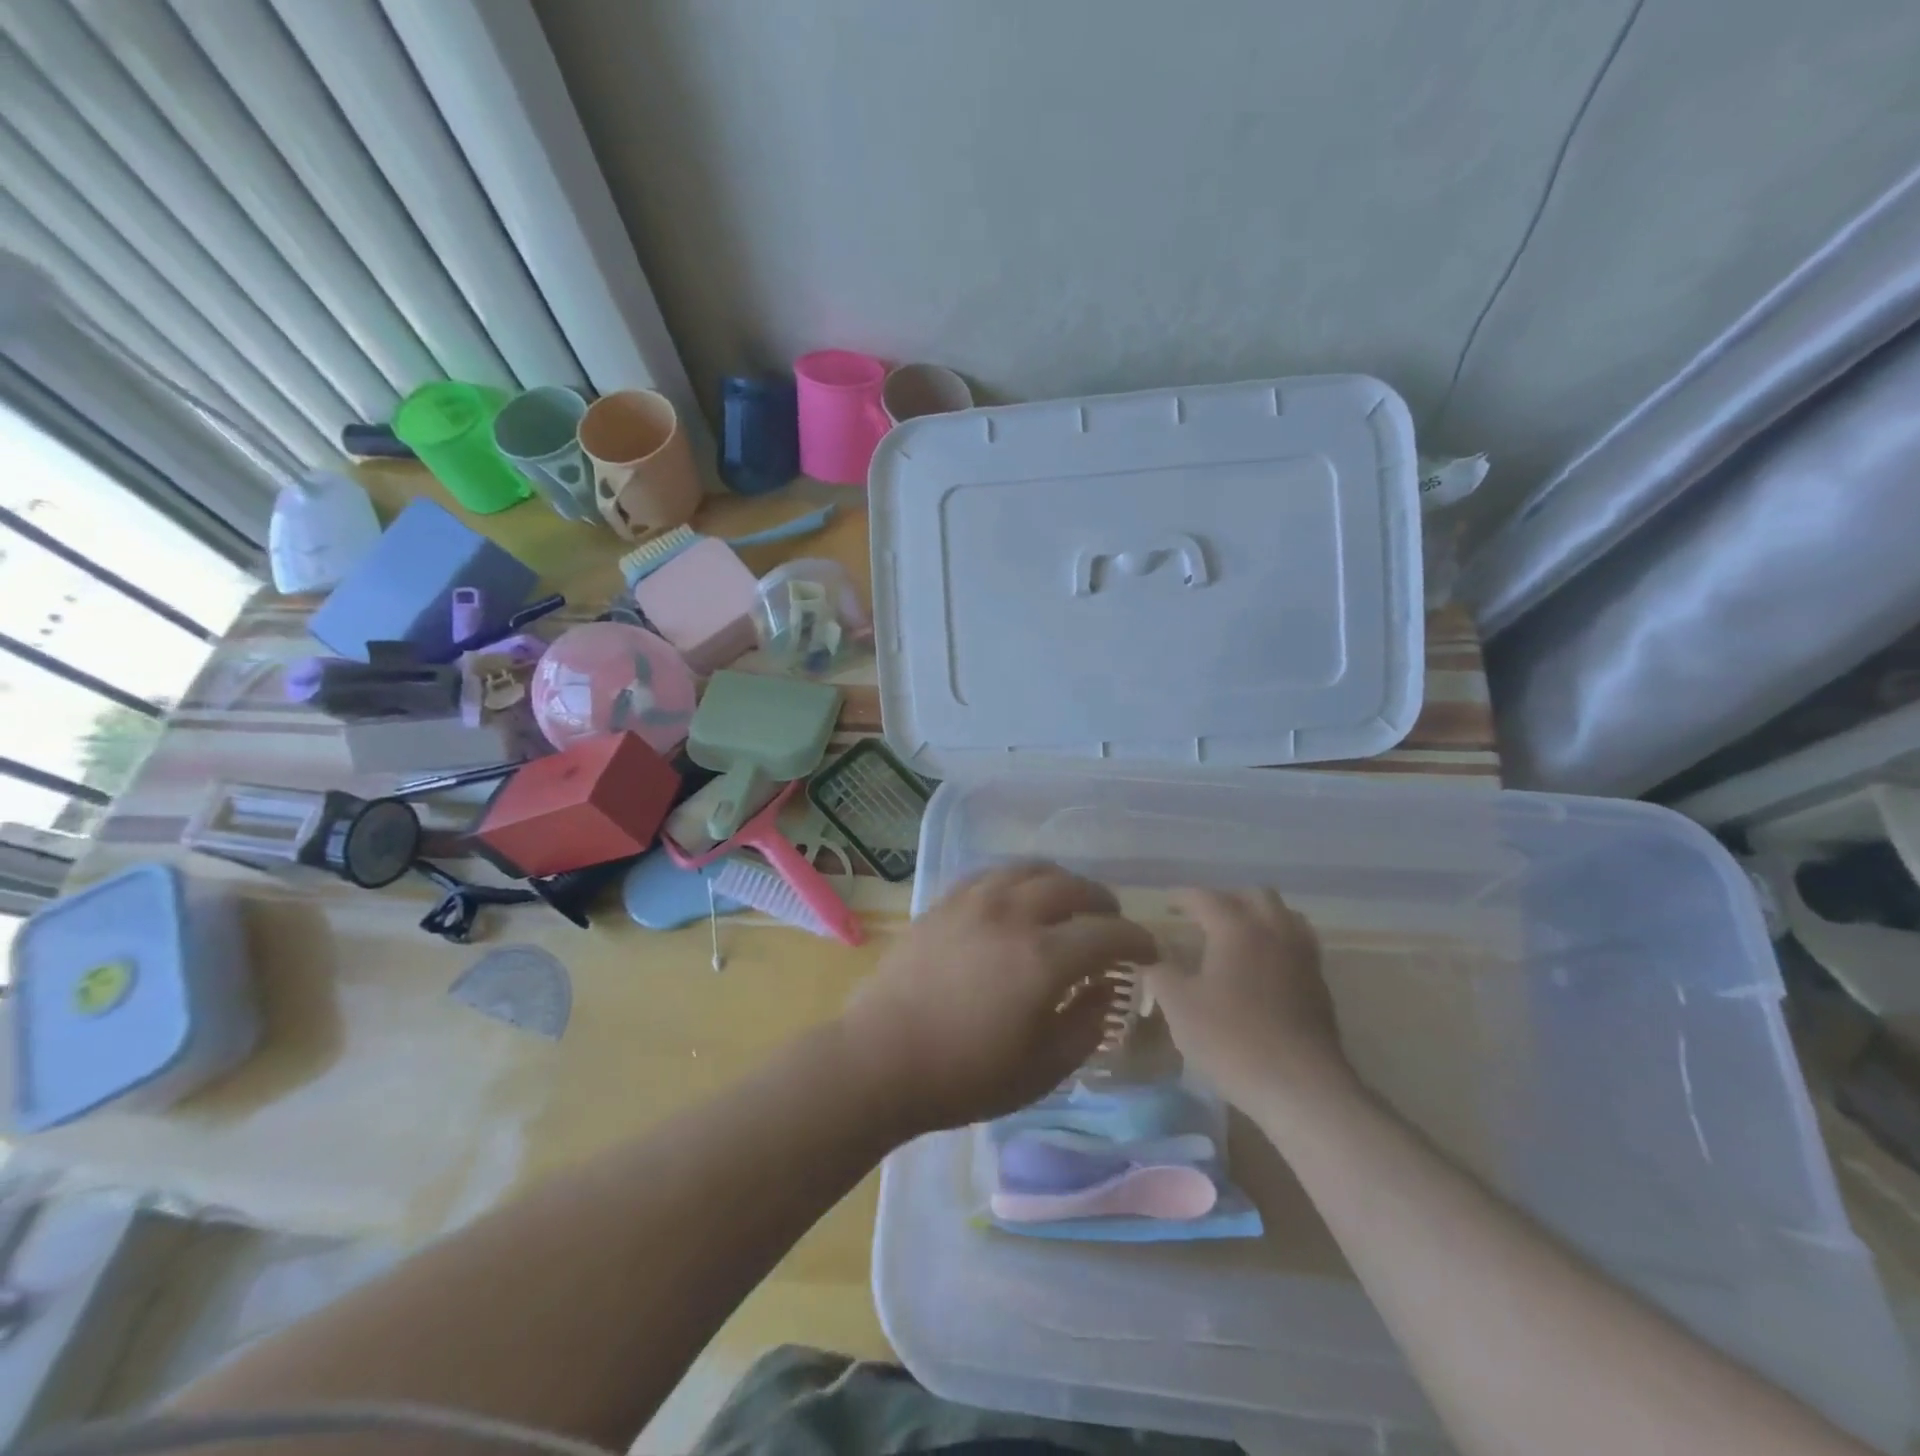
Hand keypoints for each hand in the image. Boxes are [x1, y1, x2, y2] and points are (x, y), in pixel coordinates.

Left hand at [842, 864, 1158, 1134]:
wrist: (880, 1059)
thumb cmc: (964, 1076)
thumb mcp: (1041, 1069)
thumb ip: (1086, 1025)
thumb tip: (1107, 988)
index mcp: (1044, 958)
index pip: (1108, 933)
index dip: (1138, 939)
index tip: (1151, 950)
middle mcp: (1013, 914)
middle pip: (1072, 887)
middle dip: (1102, 903)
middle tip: (1111, 923)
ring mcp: (974, 901)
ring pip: (1031, 870)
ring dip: (1062, 882)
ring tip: (1069, 903)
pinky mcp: (945, 902)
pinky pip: (994, 874)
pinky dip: (1020, 881)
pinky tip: (1019, 899)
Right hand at [1147, 890, 1356, 1113]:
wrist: (1302, 1088)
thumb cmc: (1232, 1040)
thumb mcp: (1179, 1007)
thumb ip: (1161, 975)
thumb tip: (1153, 959)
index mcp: (1237, 928)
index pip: (1206, 897)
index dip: (1182, 897)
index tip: (1166, 903)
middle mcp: (1274, 932)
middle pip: (1255, 896)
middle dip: (1227, 899)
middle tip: (1204, 916)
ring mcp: (1303, 958)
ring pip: (1285, 916)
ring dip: (1259, 917)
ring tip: (1237, 936)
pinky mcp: (1320, 986)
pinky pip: (1298, 946)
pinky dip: (1278, 943)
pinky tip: (1262, 969)